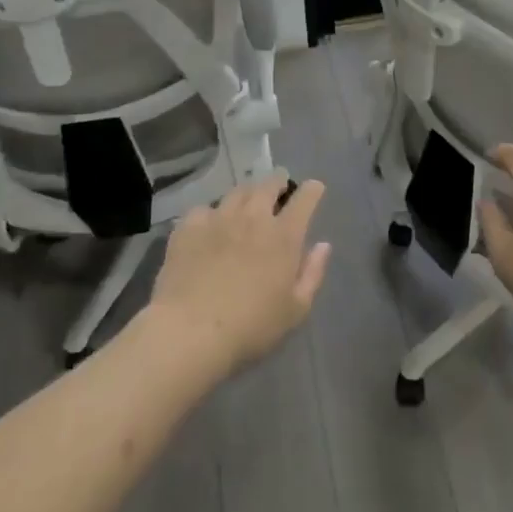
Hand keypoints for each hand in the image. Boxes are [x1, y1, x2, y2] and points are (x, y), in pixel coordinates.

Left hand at [148, 176, 332, 378]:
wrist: (190, 331)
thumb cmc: (251, 327)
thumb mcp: (295, 311)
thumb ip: (312, 274)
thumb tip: (323, 245)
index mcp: (284, 236)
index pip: (304, 200)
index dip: (312, 190)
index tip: (314, 188)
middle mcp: (253, 217)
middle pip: (268, 185)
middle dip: (278, 181)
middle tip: (279, 184)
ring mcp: (219, 218)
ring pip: (237, 192)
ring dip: (247, 192)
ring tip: (247, 200)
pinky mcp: (189, 227)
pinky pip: (203, 209)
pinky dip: (211, 213)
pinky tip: (209, 224)